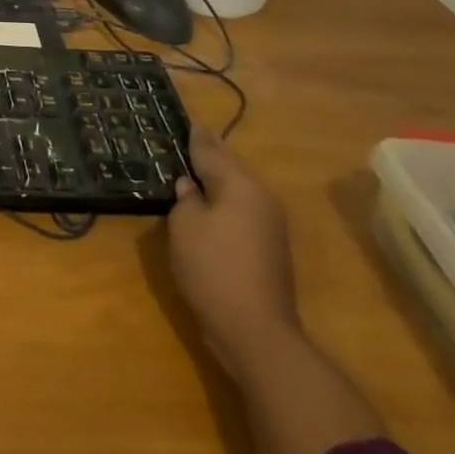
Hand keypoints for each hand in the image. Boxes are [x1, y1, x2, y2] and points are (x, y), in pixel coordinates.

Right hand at [163, 126, 299, 375]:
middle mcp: (261, 199)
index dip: (195, 137)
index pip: (212, 151)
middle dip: (208, 155)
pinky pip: (240, 211)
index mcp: (241, 186)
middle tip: (186, 139)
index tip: (186, 121)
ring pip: (236, 190)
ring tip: (190, 169)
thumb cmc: (213, 269)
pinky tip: (204, 206)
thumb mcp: (185, 226)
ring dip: (215, 180)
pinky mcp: (267, 249)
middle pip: (229, 168)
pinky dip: (222, 203)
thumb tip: (190, 186)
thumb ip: (185, 198)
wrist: (255, 332)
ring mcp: (268, 226)